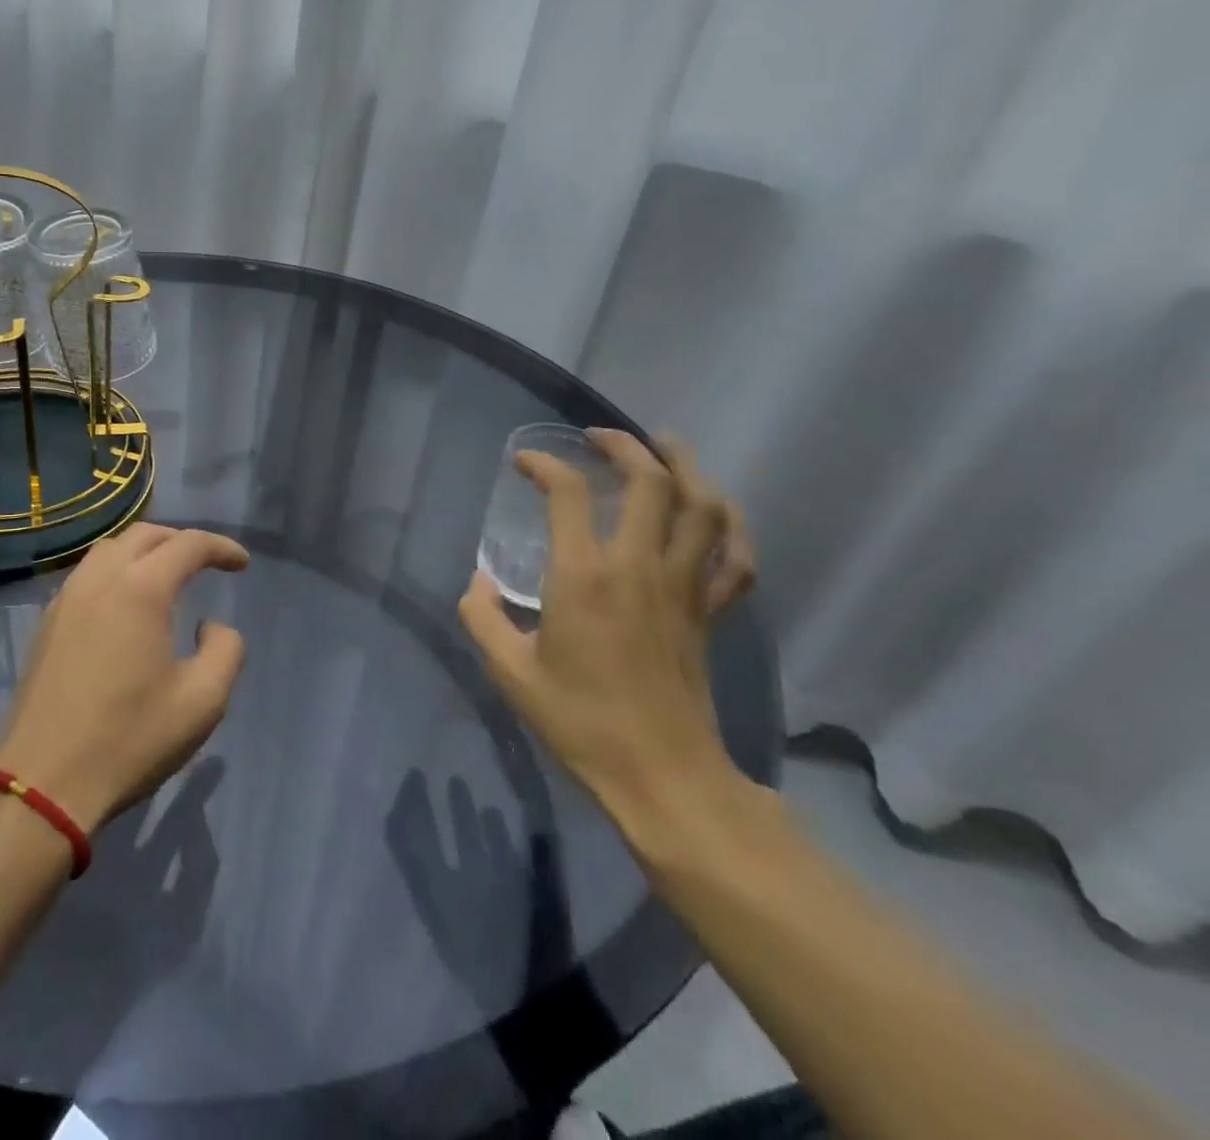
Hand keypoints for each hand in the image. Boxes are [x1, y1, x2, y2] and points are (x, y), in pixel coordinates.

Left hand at [0, 523, 249, 832]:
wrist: (44, 781)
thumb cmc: (130, 739)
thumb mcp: (203, 701)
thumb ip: (225, 650)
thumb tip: (209, 626)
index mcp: (141, 589)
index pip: (188, 545)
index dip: (221, 548)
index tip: (242, 564)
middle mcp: (100, 579)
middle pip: (145, 535)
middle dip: (182, 541)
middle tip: (207, 563)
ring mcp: (66, 599)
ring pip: (109, 549)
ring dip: (144, 551)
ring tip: (167, 575)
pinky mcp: (47, 623)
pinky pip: (87, 574)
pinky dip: (116, 570)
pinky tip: (125, 603)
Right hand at [458, 430, 757, 820]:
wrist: (662, 777)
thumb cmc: (579, 721)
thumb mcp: (509, 671)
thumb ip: (481, 617)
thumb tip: (478, 582)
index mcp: (584, 576)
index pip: (568, 494)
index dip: (543, 466)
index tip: (523, 464)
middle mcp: (640, 566)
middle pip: (649, 481)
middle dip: (624, 445)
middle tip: (598, 437)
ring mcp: (685, 587)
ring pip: (703, 507)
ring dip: (686, 468)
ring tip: (664, 449)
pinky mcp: (711, 612)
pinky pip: (737, 557)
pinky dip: (730, 526)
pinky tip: (713, 514)